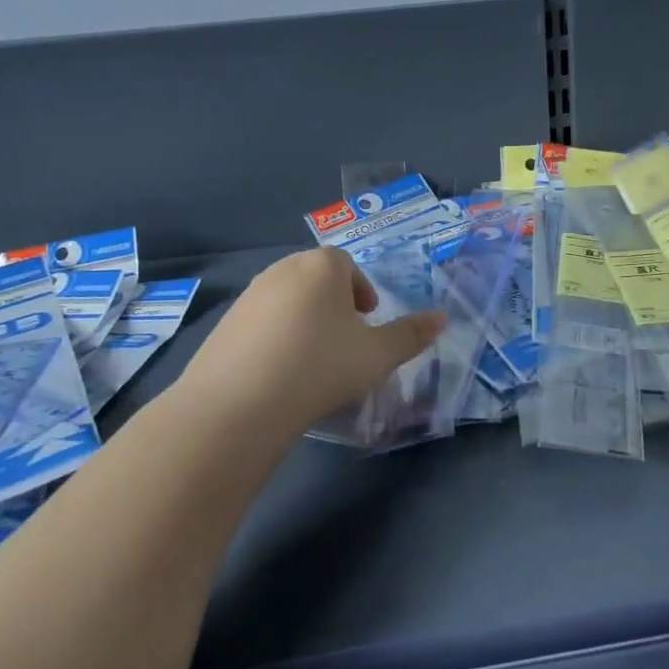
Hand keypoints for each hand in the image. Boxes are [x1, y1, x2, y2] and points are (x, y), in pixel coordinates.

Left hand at [176, 248, 444, 439]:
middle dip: (335, 304)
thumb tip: (442, 318)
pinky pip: (262, 321)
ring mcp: (250, 294)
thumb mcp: (376, 355)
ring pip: (289, 299)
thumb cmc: (319, 367)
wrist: (238, 403)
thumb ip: (411, 335)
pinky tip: (280, 372)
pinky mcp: (225, 322)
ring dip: (306, 320)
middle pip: (317, 279)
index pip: (347, 266)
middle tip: (346, 342)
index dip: (362, 293)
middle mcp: (283, 269)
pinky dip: (276, 337)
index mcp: (322, 266)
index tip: (367, 322)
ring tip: (314, 360)